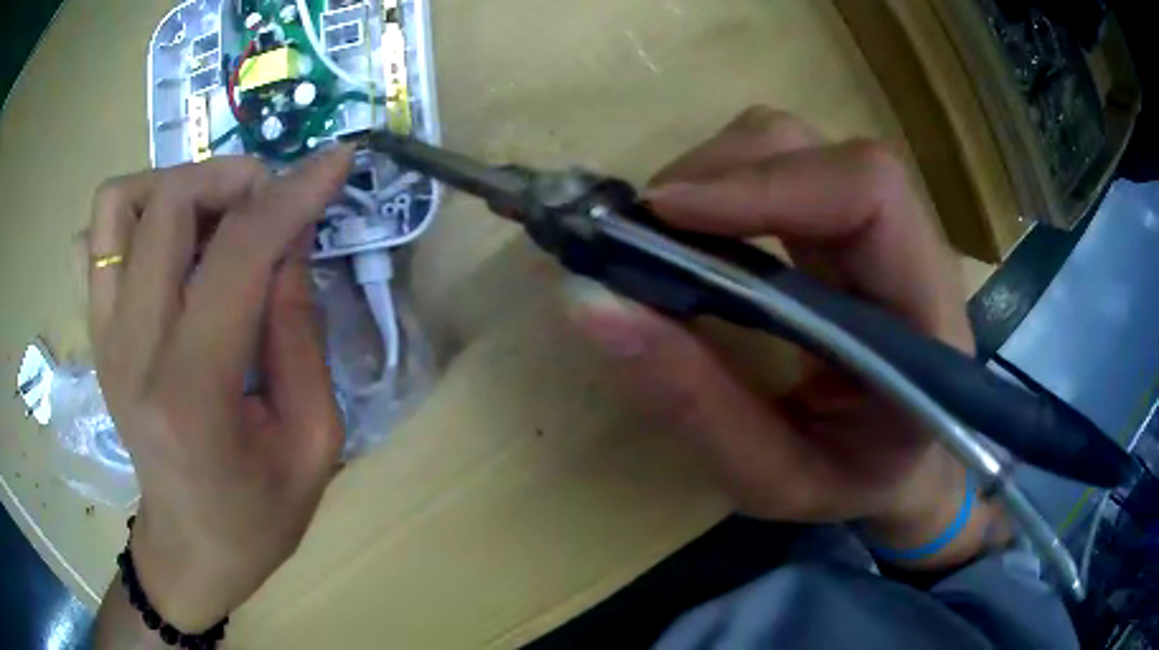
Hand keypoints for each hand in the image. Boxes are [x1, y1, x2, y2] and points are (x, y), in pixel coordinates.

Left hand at [88, 148, 351, 631]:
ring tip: (210, 220)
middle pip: (166, 204)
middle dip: (231, 179)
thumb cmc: (257, 515)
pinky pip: (94, 239)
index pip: (236, 255)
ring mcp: (103, 337)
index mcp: (192, 393)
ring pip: (117, 203)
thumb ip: (301, 332)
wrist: (189, 549)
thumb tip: (291, 240)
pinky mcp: (95, 334)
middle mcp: (131, 350)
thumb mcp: (312, 440)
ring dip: (172, 188)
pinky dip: (131, 218)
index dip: (292, 194)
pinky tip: (164, 250)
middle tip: (268, 204)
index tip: (335, 162)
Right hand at [567, 108, 1003, 566]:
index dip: (767, 184)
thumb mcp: (772, 478)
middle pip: (817, 152)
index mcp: (925, 315)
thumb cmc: (853, 484)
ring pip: (792, 146)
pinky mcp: (846, 226)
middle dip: (719, 173)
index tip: (665, 217)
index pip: (868, 193)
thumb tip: (590, 303)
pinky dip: (722, 184)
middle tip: (642, 234)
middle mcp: (911, 248)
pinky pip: (780, 167)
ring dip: (715, 173)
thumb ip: (695, 403)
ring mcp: (879, 227)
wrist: (901, 468)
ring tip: (663, 237)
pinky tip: (695, 235)